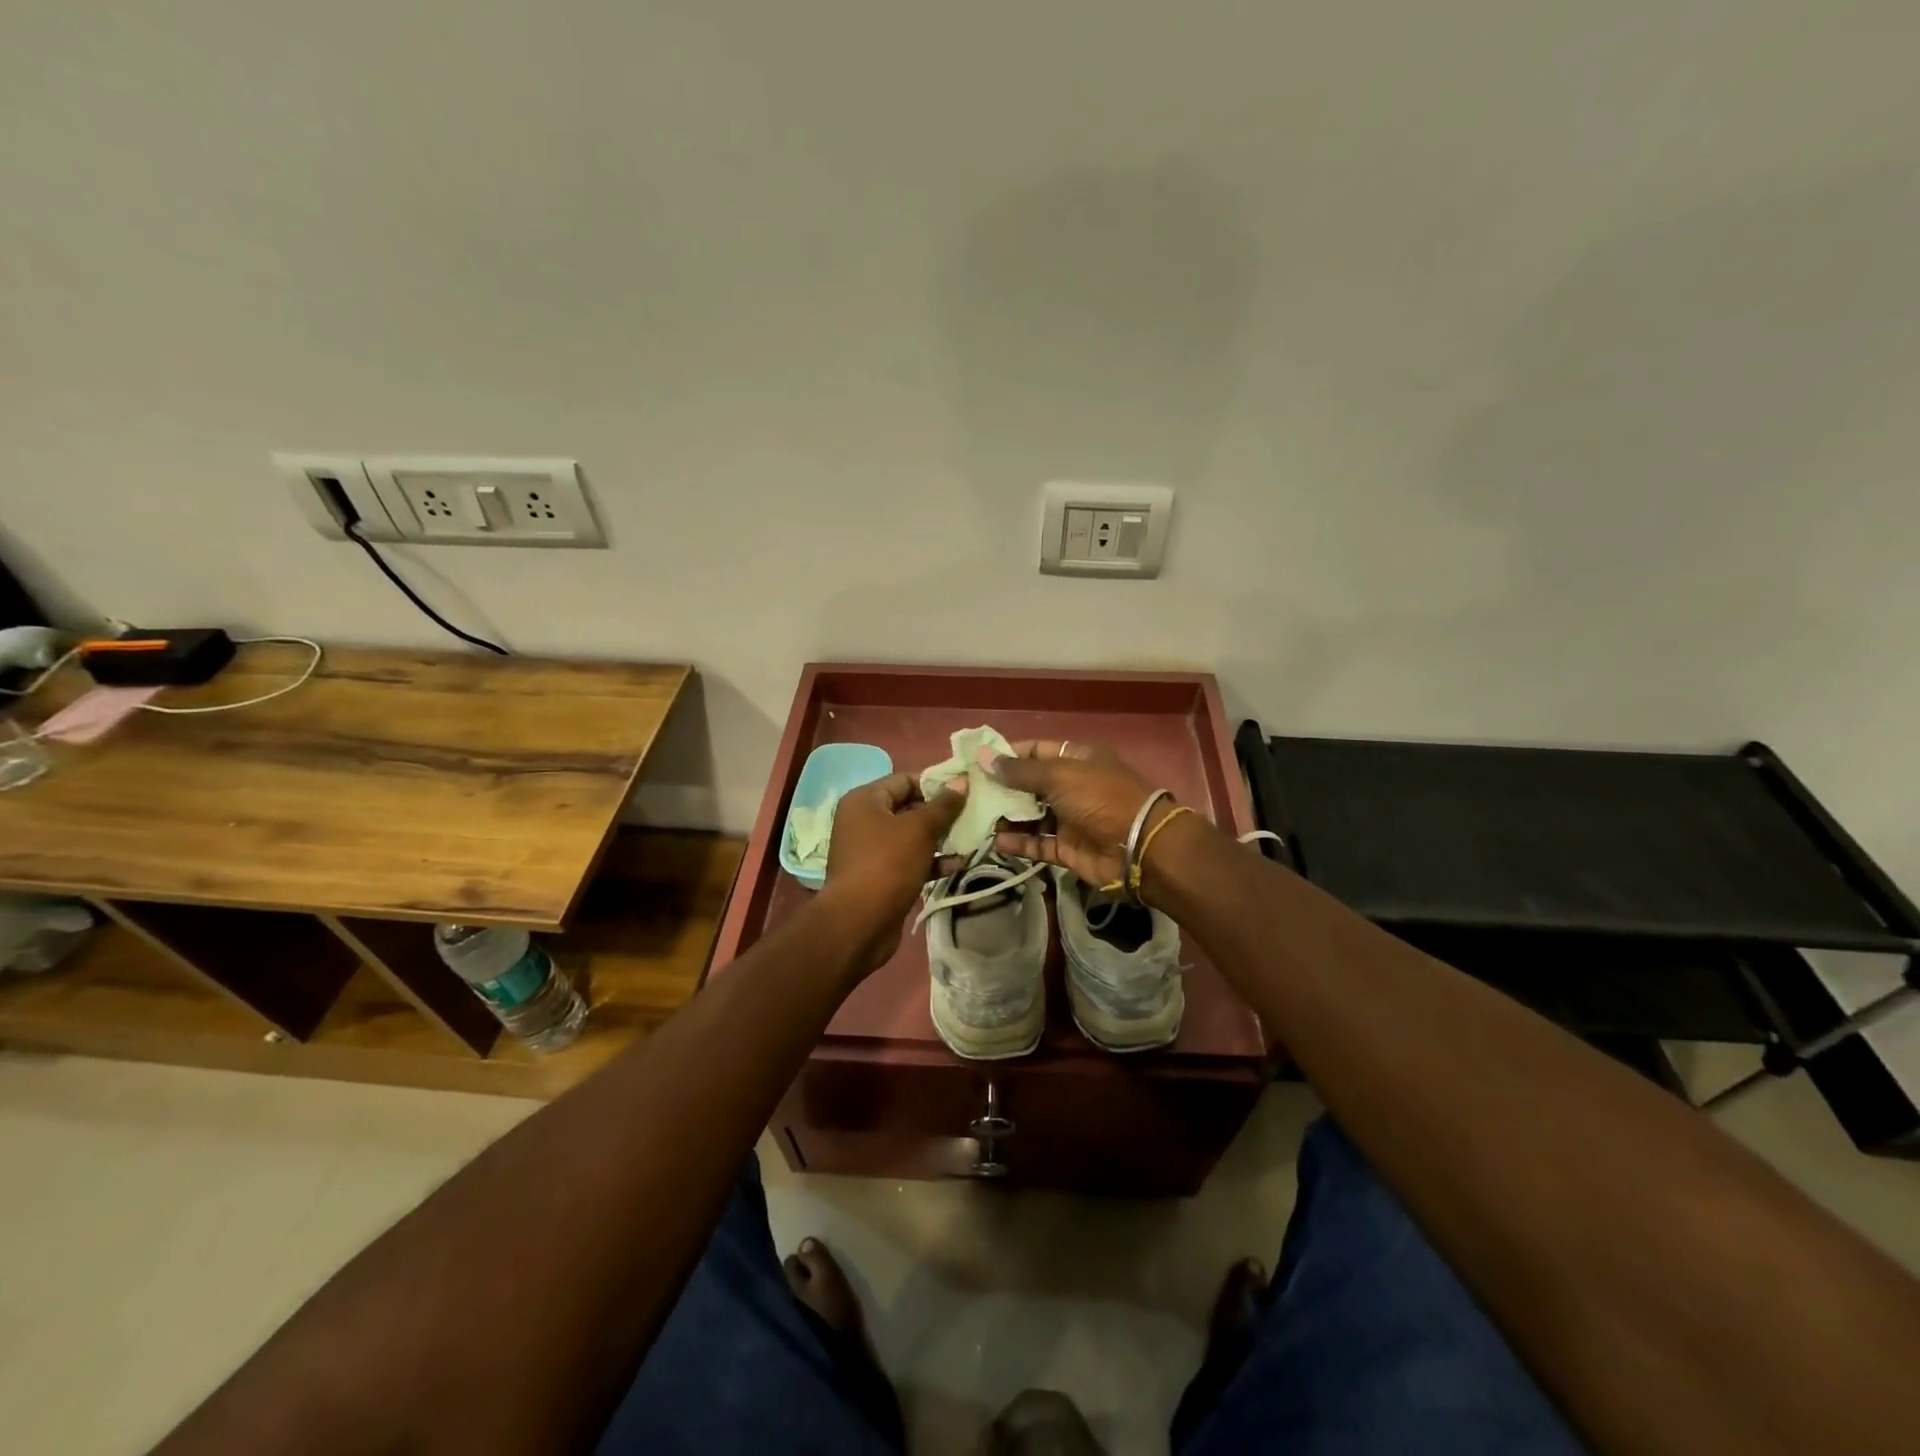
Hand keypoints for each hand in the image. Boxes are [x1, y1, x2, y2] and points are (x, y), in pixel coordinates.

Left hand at [823, 771, 966, 968]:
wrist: (859, 923)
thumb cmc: (887, 864)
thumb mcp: (920, 829)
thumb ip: (943, 805)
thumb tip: (961, 782)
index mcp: (865, 800)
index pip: (905, 780)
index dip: (935, 784)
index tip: (965, 792)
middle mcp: (863, 821)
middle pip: (908, 807)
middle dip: (940, 814)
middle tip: (972, 816)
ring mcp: (870, 850)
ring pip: (911, 836)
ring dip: (939, 839)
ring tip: (970, 840)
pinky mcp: (880, 876)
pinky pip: (909, 860)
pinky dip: (930, 861)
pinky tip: (956, 865)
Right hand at [988, 741, 1173, 890]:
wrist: (1140, 848)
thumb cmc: (1100, 799)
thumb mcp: (1059, 776)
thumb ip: (1019, 771)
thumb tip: (982, 757)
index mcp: (1077, 760)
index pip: (1036, 751)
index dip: (1007, 755)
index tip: (976, 761)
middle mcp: (1073, 786)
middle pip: (1030, 784)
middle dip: (1000, 788)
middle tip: (966, 792)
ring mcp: (1071, 819)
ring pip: (1031, 815)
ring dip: (1006, 817)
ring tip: (974, 817)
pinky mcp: (1068, 849)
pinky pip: (1037, 843)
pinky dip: (1018, 843)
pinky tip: (994, 841)